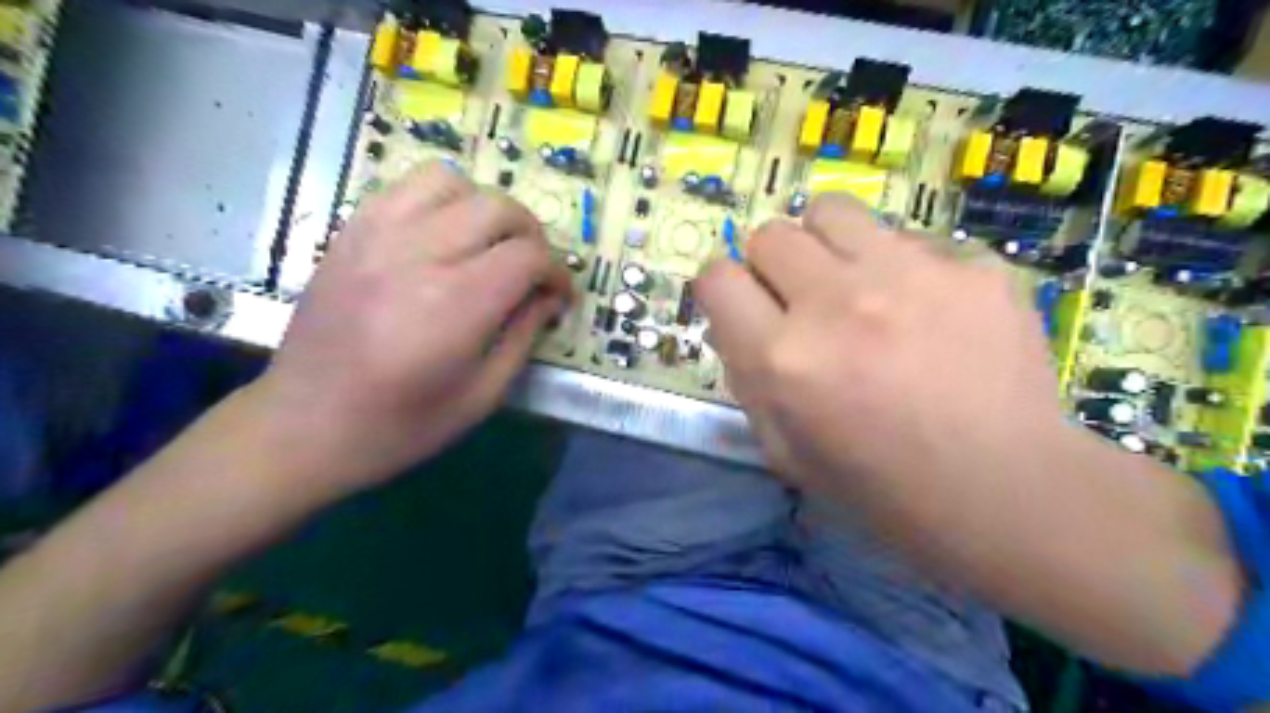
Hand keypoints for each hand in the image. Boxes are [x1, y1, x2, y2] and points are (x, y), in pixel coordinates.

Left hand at [246, 162, 570, 495]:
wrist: (305, 426)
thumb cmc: (402, 425)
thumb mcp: (482, 395)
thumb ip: (523, 336)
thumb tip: (550, 297)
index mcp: (456, 304)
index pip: (529, 256)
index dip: (557, 273)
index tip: (560, 296)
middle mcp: (419, 255)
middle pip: (497, 207)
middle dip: (531, 235)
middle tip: (532, 269)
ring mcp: (377, 236)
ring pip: (450, 181)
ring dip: (484, 207)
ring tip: (487, 243)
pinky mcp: (351, 232)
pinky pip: (405, 187)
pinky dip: (439, 201)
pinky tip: (442, 235)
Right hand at [693, 195, 1062, 514]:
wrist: (1006, 491)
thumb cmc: (881, 487)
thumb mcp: (784, 451)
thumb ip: (747, 379)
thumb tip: (736, 322)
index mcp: (783, 359)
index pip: (717, 278)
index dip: (722, 289)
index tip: (743, 305)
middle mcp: (835, 303)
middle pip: (771, 235)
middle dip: (773, 266)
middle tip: (801, 300)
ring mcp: (908, 275)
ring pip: (832, 211)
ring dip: (827, 245)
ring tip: (855, 283)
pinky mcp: (971, 265)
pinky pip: (908, 239)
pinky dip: (901, 267)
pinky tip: (928, 310)